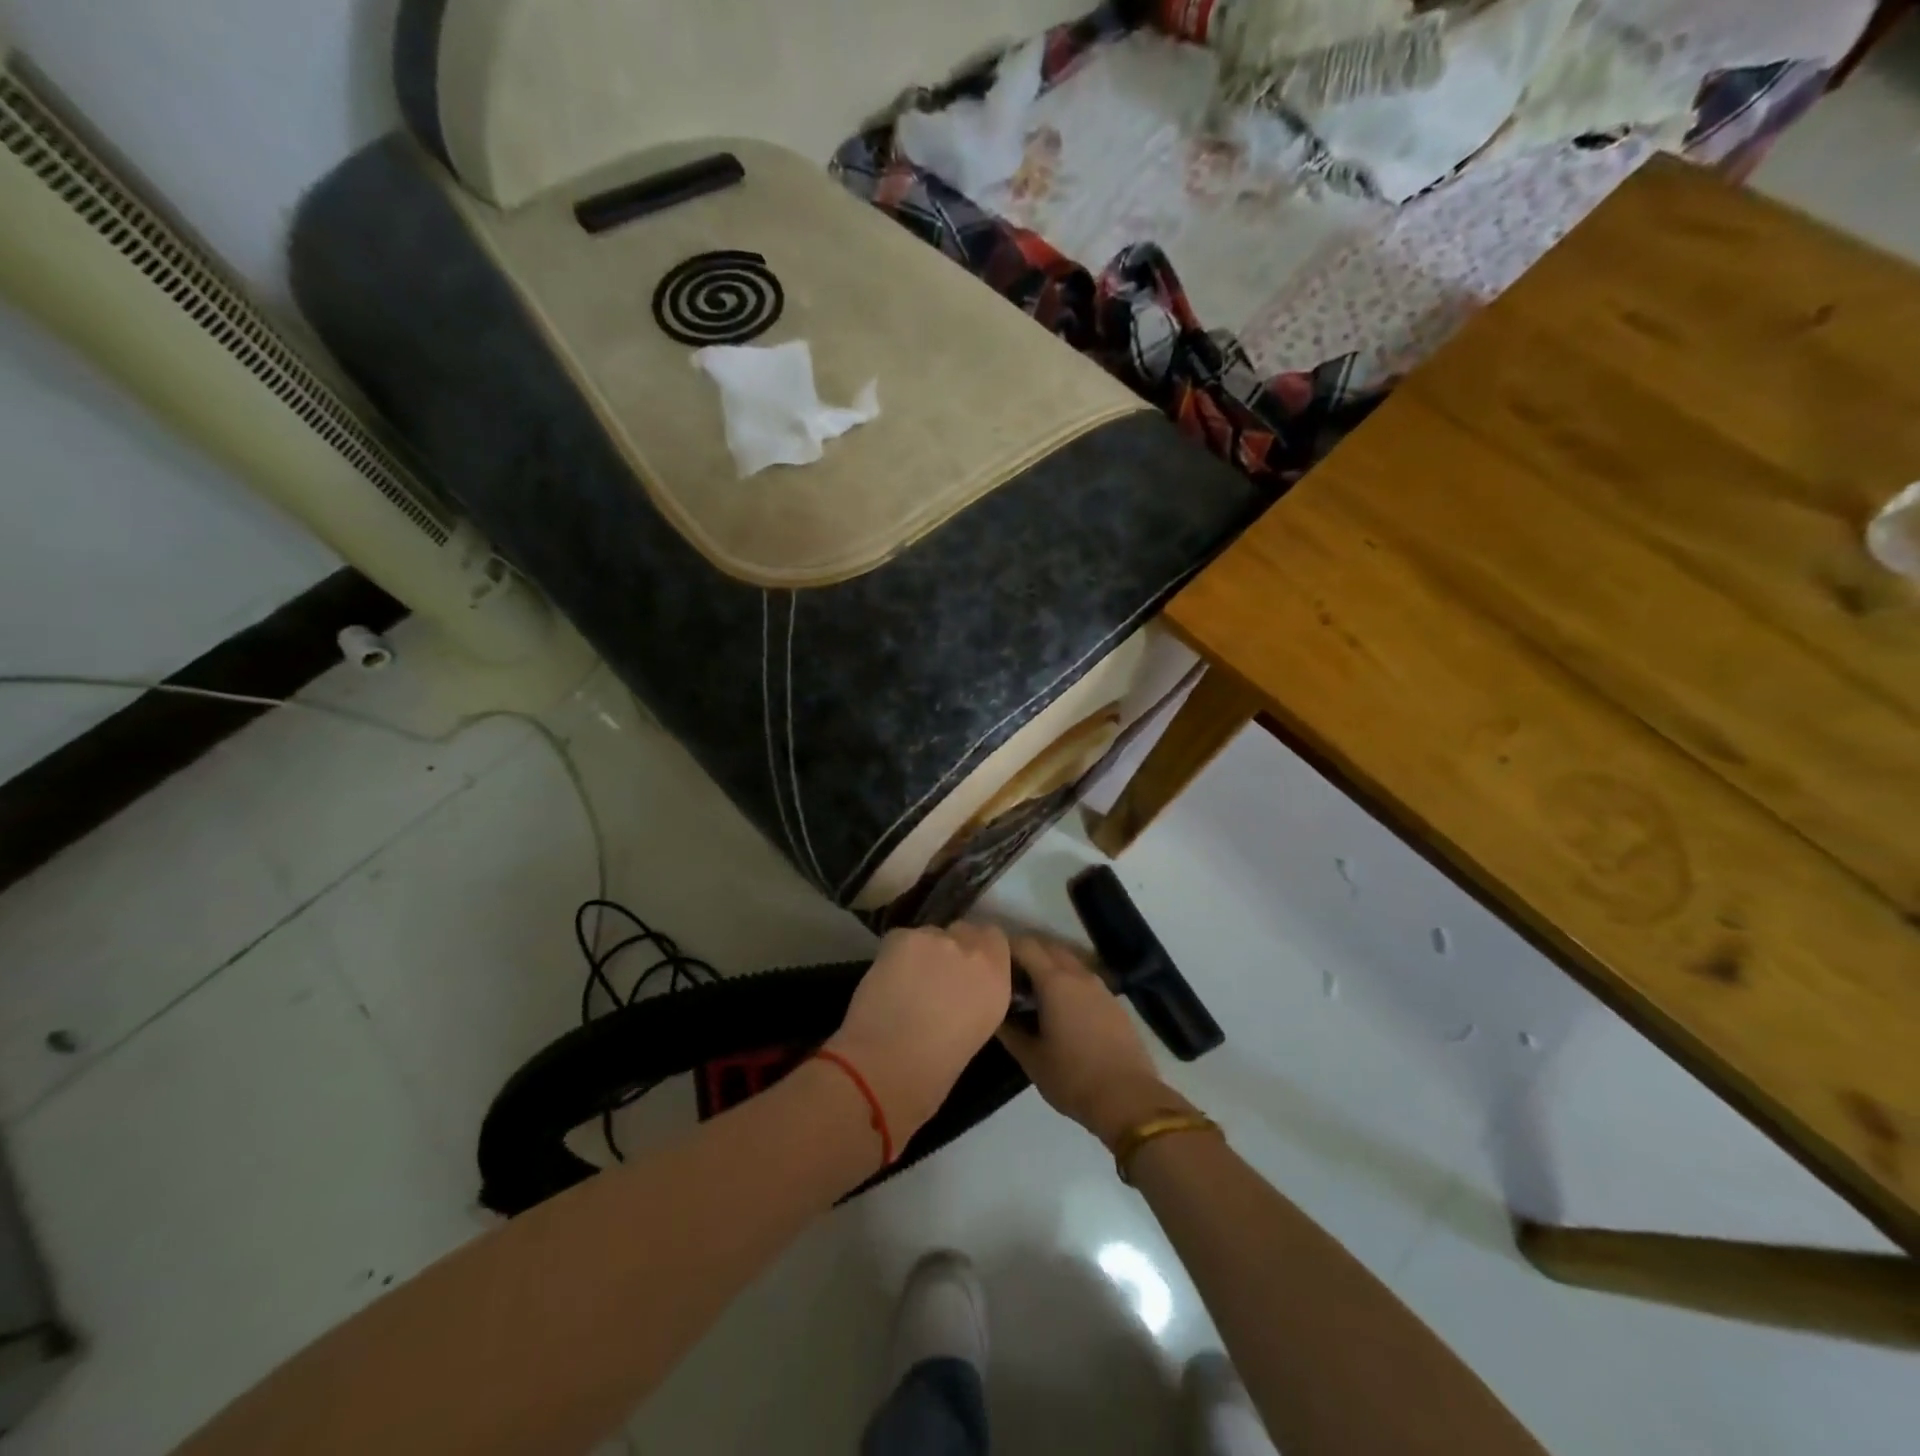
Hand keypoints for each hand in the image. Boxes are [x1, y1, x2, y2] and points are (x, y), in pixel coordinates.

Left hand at [826, 923, 1011, 1145]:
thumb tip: (962, 989)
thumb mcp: (977, 1031)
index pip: (995, 939)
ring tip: (905, 981)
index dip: (979, 949)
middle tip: (934, 975)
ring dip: (923, 951)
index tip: (965, 968)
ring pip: (930, 934)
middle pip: (964, 931)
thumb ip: (977, 997)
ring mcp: (936, 939)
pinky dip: (894, 955)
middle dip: (952, 948)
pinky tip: (885, 979)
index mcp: (996, 980)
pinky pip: (901, 938)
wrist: (889, 1066)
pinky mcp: (901, 936)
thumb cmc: (935, 1071)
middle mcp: (972, 951)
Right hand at [998, 937, 1190, 1147]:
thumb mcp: (1031, 1058)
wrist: (1129, 1098)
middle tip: (1008, 978)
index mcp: (1054, 982)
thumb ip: (1009, 1030)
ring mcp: (1100, 987)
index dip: (1005, 948)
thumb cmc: (1072, 1077)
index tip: (991, 962)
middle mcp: (1078, 975)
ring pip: (1068, 962)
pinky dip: (1067, 981)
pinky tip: (1060, 1009)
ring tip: (1031, 993)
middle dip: (1026, 954)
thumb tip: (994, 1012)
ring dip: (1048, 967)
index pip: (1025, 946)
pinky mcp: (1113, 1002)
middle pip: (1048, 947)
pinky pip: (1084, 979)